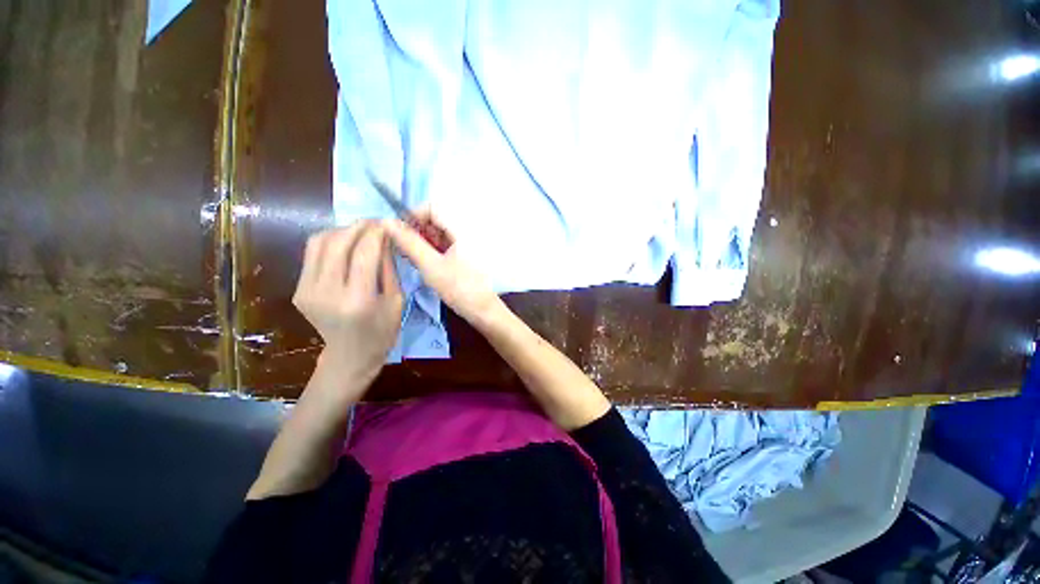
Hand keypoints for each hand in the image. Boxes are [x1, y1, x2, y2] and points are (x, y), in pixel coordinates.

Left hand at [293, 221, 402, 388]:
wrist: (350, 356)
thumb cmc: (382, 332)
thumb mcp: (396, 300)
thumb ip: (388, 267)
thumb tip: (384, 238)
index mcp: (358, 300)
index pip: (364, 253)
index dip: (375, 233)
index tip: (386, 223)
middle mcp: (327, 293)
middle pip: (338, 243)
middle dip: (358, 226)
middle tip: (374, 222)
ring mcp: (307, 291)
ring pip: (319, 243)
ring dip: (342, 230)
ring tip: (361, 231)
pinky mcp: (299, 290)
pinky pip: (312, 254)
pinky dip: (330, 242)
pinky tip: (346, 244)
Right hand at [382, 213, 500, 325]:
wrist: (482, 308)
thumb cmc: (458, 287)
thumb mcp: (430, 265)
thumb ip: (409, 242)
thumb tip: (387, 222)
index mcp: (462, 228)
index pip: (433, 207)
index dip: (413, 216)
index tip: (401, 233)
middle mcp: (467, 230)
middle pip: (435, 219)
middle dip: (417, 230)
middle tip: (404, 250)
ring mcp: (468, 242)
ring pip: (439, 232)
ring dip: (423, 241)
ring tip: (412, 259)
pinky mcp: (466, 253)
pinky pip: (445, 243)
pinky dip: (432, 249)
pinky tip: (424, 263)